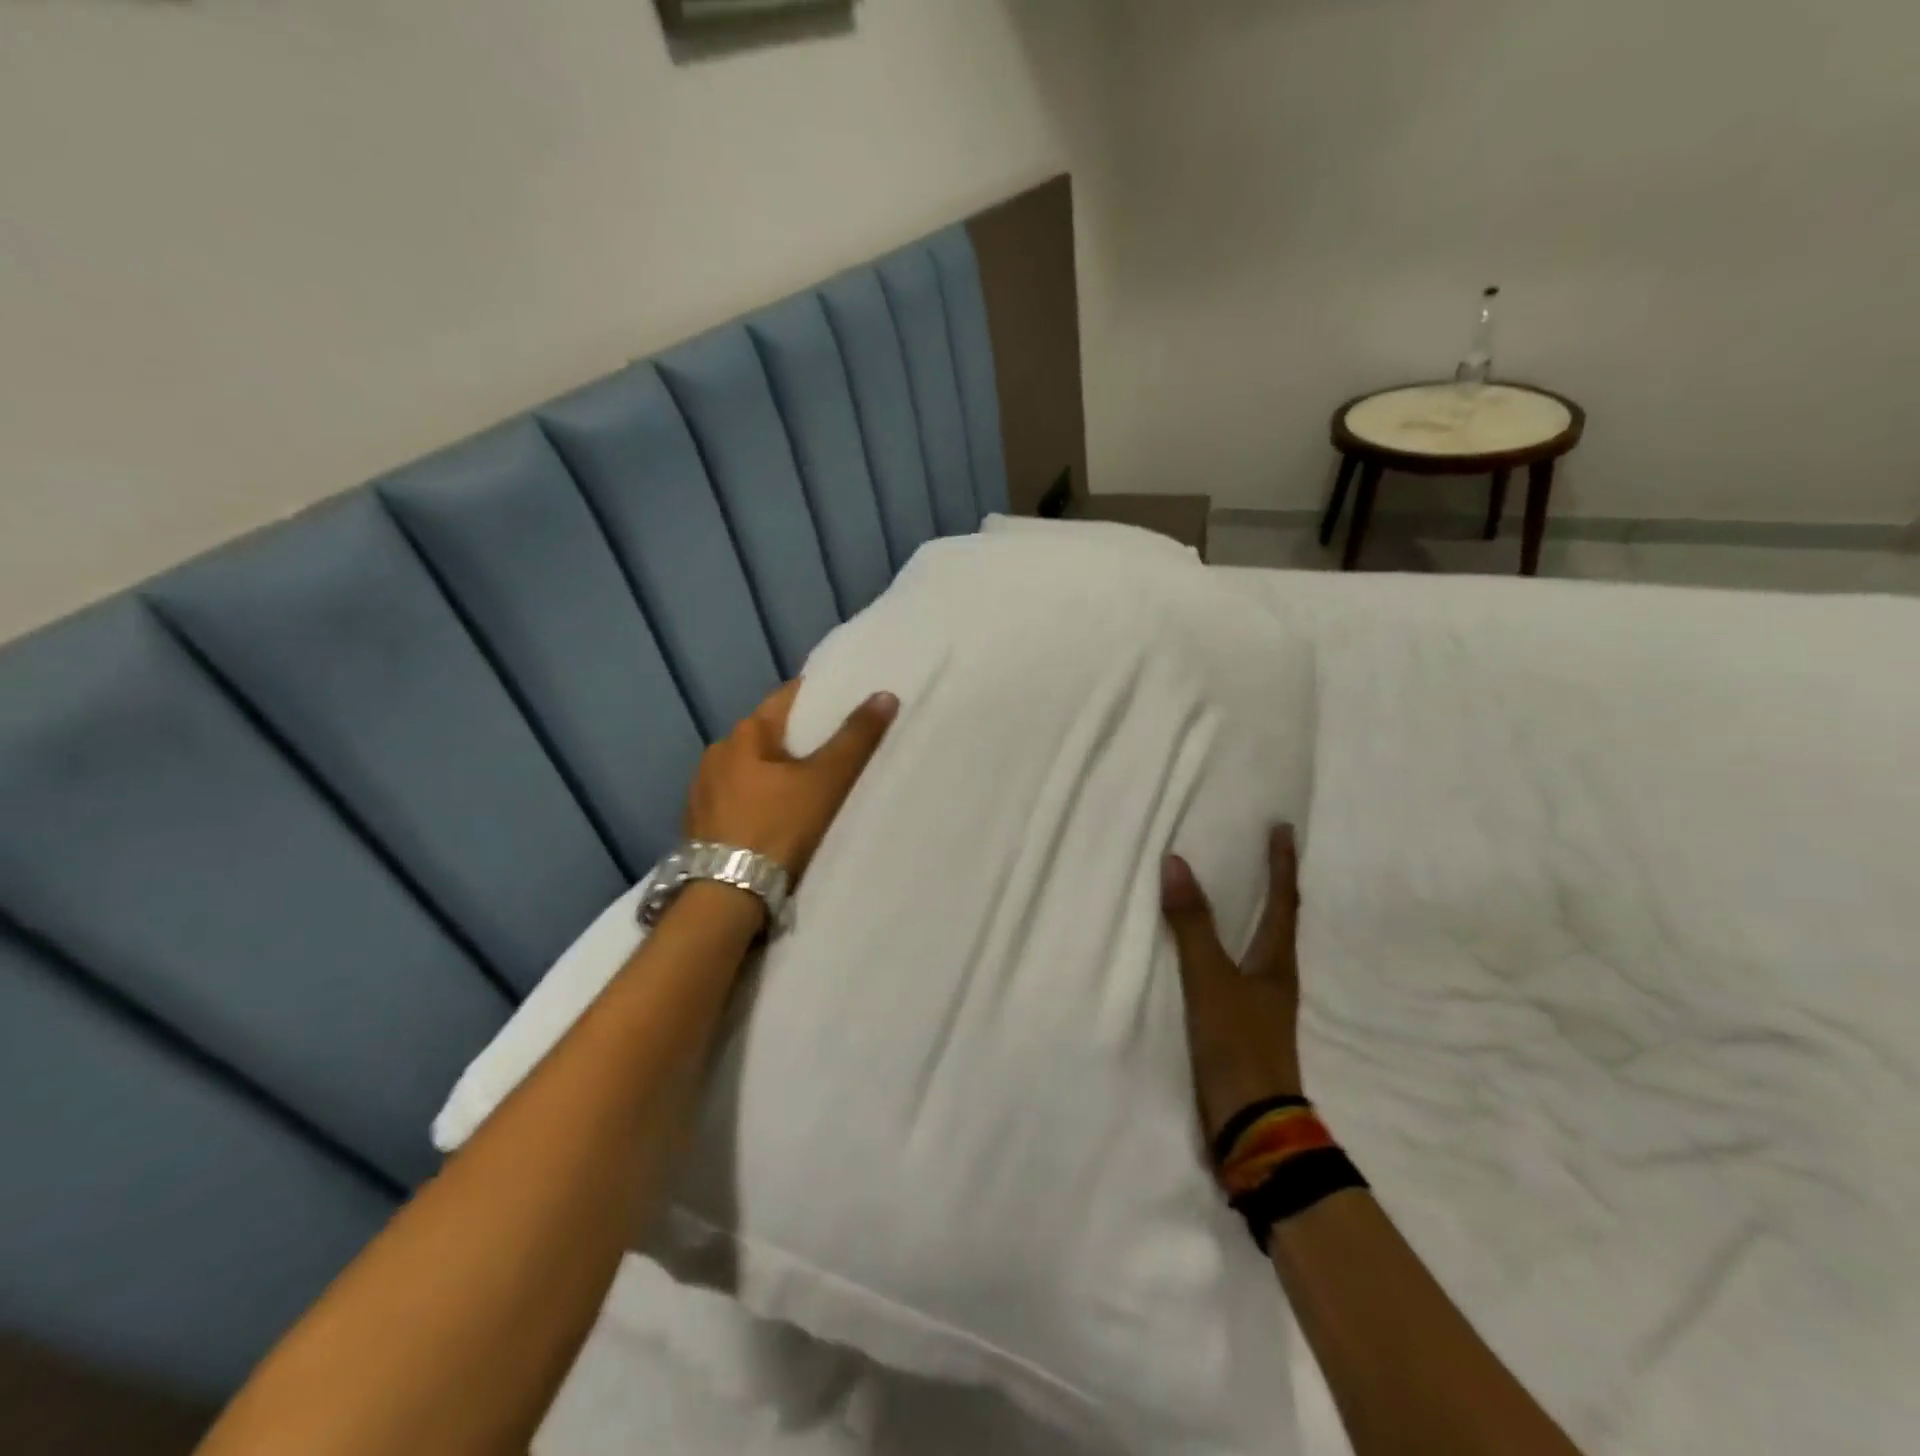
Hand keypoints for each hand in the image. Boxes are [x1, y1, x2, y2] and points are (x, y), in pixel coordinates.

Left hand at [684, 680, 897, 878]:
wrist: (725, 896)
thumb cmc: (778, 828)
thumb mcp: (826, 781)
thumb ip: (856, 738)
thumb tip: (885, 695)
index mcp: (744, 733)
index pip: (787, 698)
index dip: (819, 699)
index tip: (846, 705)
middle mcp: (716, 753)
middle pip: (768, 735)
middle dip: (799, 740)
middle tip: (835, 752)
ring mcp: (702, 790)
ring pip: (750, 769)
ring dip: (775, 773)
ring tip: (807, 789)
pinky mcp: (698, 823)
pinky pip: (736, 799)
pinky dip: (757, 800)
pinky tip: (775, 819)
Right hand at [1161, 825, 1304, 1145]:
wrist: (1250, 1125)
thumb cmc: (1237, 1044)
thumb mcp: (1209, 980)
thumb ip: (1192, 925)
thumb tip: (1177, 862)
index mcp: (1276, 962)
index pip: (1283, 901)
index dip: (1282, 863)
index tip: (1282, 828)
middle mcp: (1275, 977)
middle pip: (1279, 921)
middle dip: (1273, 884)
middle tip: (1261, 852)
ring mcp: (1261, 1004)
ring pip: (1259, 946)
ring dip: (1252, 915)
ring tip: (1236, 892)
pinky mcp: (1242, 1024)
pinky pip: (1236, 969)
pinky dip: (1228, 946)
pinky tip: (1209, 951)